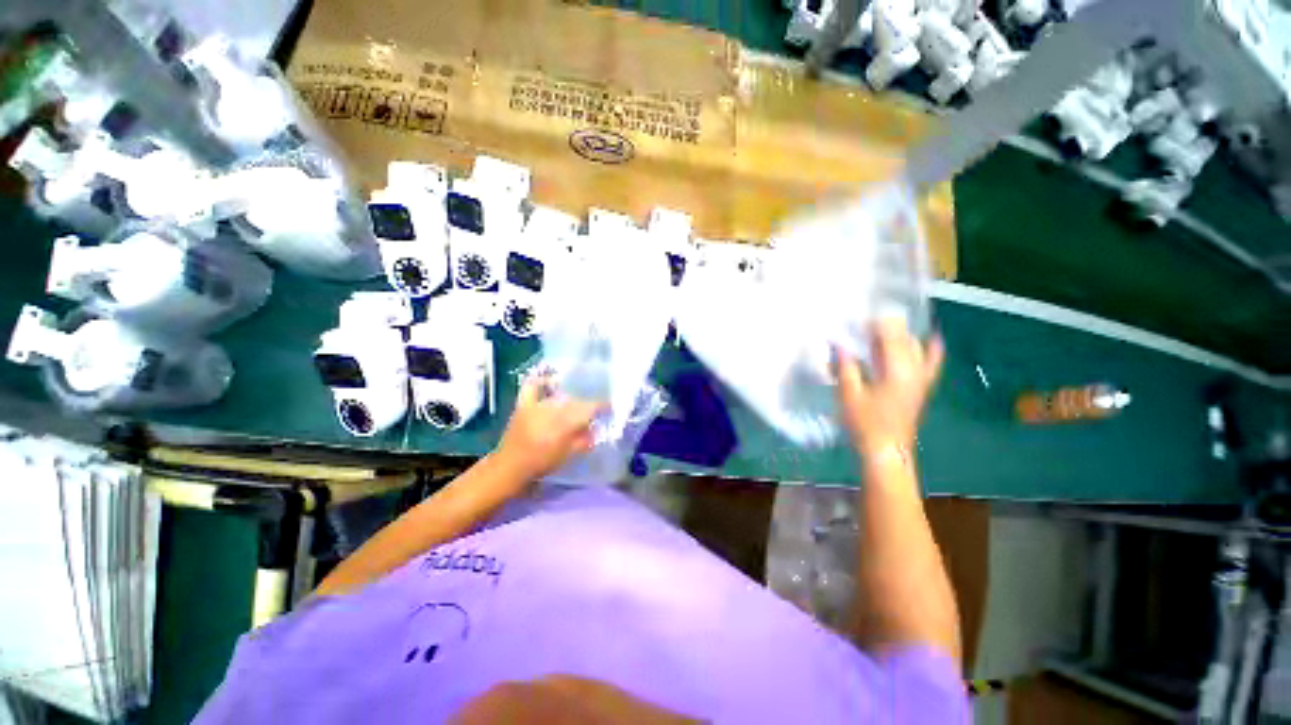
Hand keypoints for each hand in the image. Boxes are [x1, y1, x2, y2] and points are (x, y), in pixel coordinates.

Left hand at [495, 374, 604, 482]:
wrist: (510, 467)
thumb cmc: (541, 463)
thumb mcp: (568, 455)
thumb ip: (584, 441)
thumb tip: (597, 429)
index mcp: (566, 422)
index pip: (590, 407)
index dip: (602, 406)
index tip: (609, 407)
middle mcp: (553, 408)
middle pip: (576, 400)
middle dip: (586, 404)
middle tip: (590, 411)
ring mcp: (537, 404)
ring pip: (559, 394)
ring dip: (569, 397)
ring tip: (574, 401)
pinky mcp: (523, 403)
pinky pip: (533, 386)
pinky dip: (542, 381)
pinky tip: (550, 382)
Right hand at [835, 316, 943, 455]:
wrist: (887, 451)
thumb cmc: (865, 423)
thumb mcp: (849, 394)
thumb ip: (846, 367)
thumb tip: (839, 344)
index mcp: (897, 370)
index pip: (890, 336)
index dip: (875, 324)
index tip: (857, 320)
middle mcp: (915, 370)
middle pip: (905, 338)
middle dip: (885, 328)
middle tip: (862, 328)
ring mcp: (922, 379)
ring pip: (917, 347)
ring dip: (901, 336)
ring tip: (881, 332)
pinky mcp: (922, 387)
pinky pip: (932, 363)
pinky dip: (932, 350)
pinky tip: (932, 338)